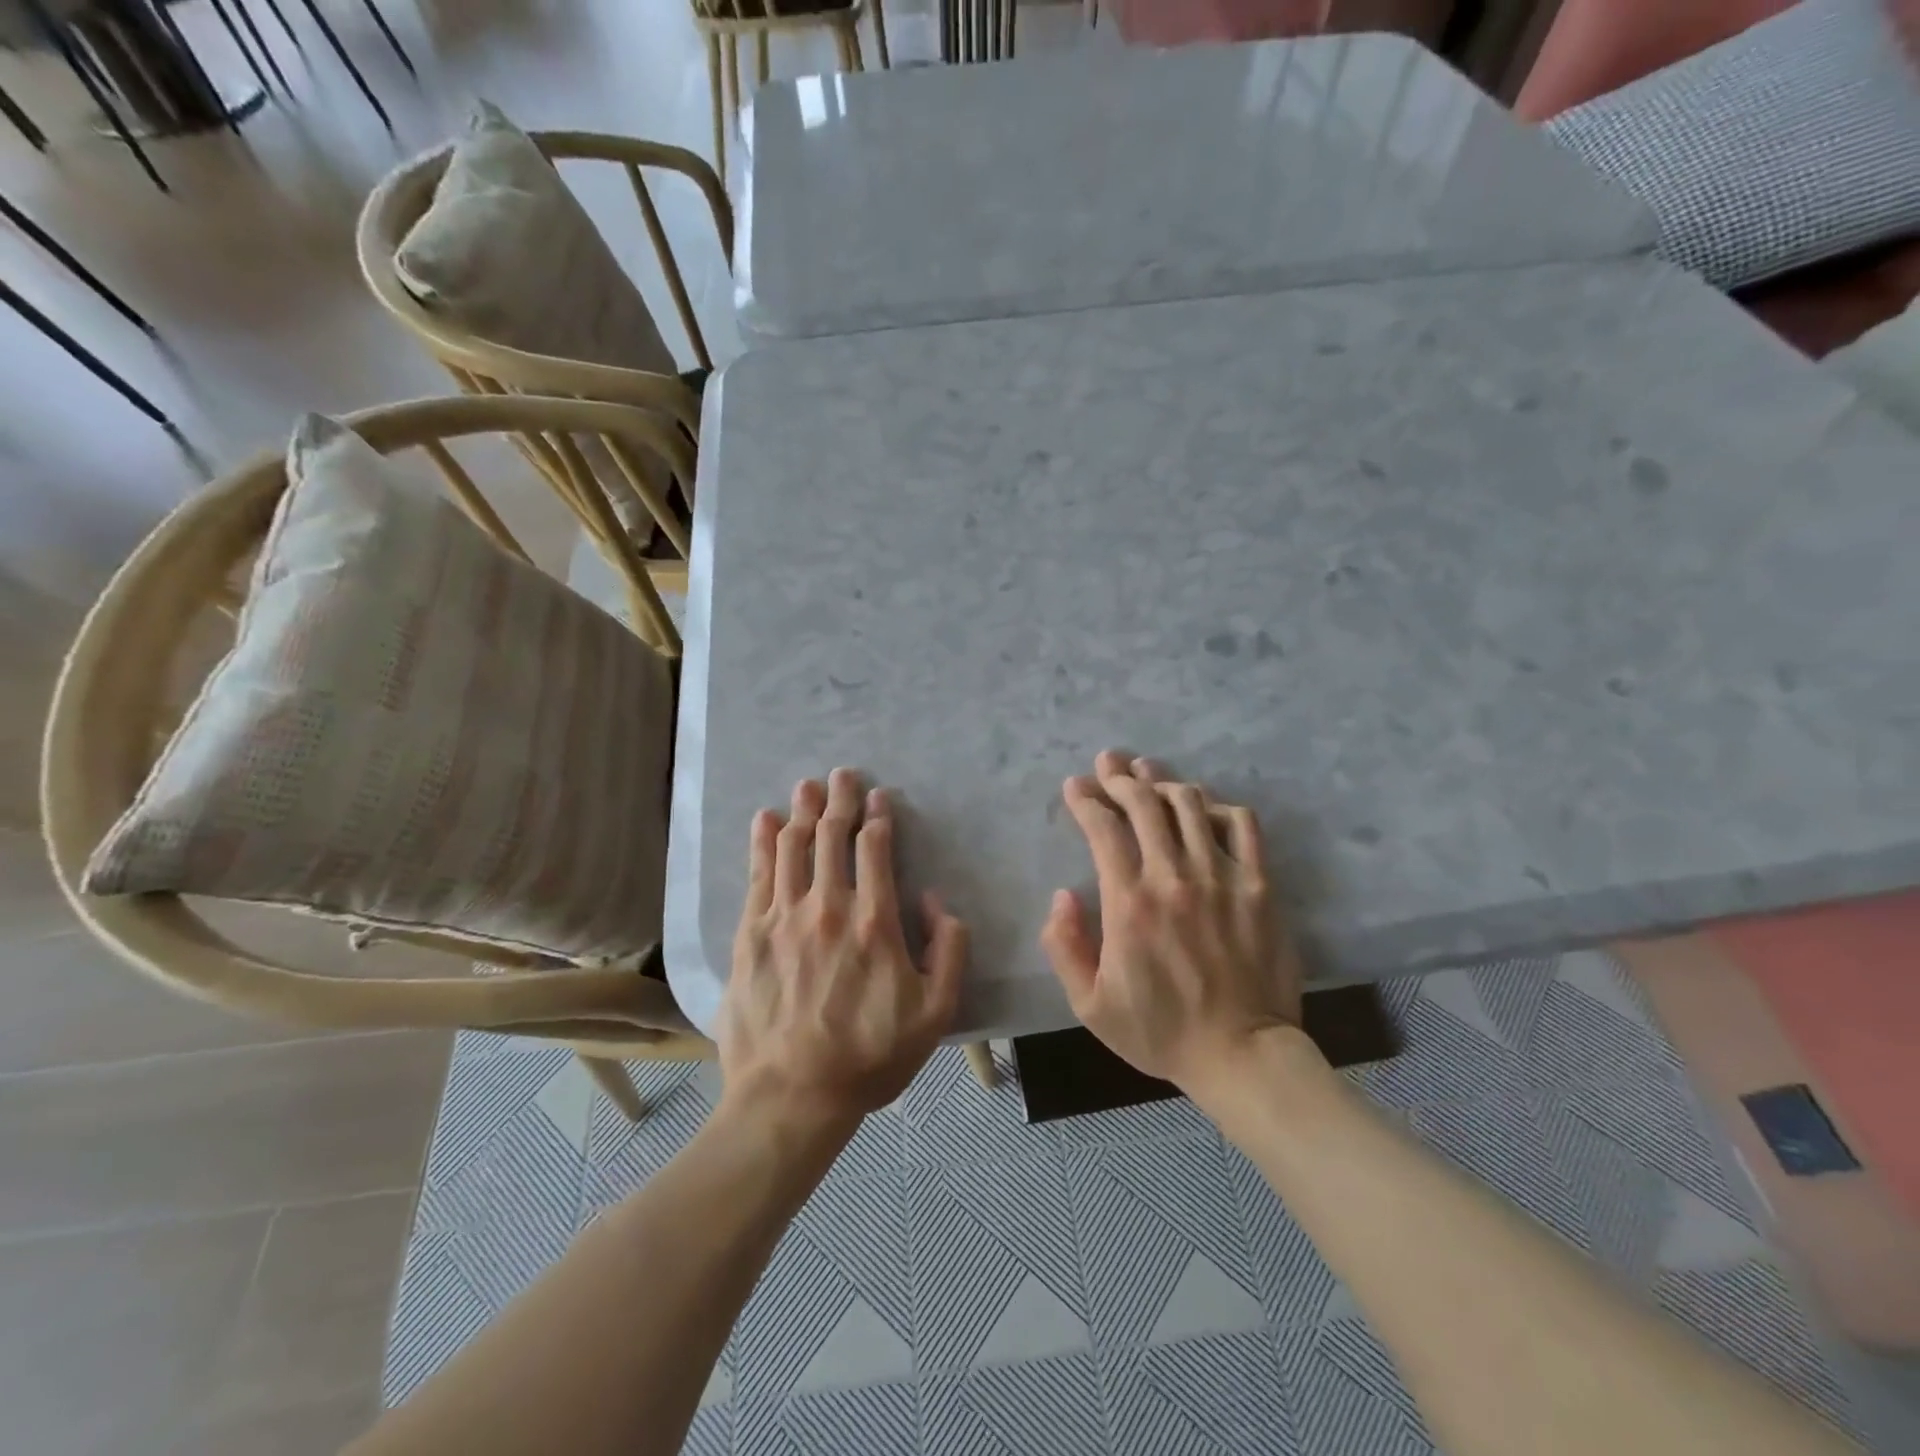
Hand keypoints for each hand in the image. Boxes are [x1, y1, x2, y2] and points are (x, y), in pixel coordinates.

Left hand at [720, 769, 966, 1131]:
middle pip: (832, 838)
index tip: (879, 797)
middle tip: (843, 774)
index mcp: (873, 923)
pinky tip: (766, 820)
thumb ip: (949, 951)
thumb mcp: (935, 1014)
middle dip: (840, 800)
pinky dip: (762, 842)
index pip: (875, 850)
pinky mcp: (750, 935)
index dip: (878, 817)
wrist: (790, 1097)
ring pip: (793, 847)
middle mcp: (827, 908)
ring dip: (803, 811)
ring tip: (808, 785)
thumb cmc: (868, 1058)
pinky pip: (757, 875)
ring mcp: (783, 918)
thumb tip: (936, 902)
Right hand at [1041, 751, 1303, 1092]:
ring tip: (1148, 772)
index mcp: (1128, 903)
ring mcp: (1221, 877)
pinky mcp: (1258, 886)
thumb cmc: (1159, 1031)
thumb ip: (1064, 946)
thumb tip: (1062, 894)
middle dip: (1119, 777)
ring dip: (1163, 781)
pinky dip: (1219, 806)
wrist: (1241, 1055)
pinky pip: (1242, 825)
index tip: (1074, 788)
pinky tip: (1204, 807)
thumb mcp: (1089, 1005)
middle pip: (1144, 803)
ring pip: (1190, 804)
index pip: (1103, 828)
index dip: (1085, 800)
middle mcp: (1173, 878)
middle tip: (1108, 765)